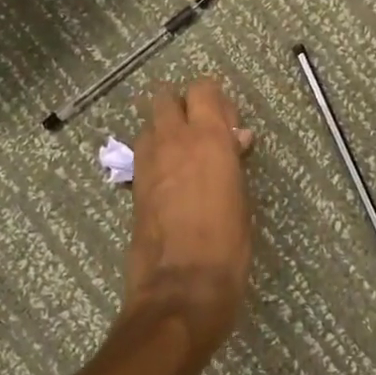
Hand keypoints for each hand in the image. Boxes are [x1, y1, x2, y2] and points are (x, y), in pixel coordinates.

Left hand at [123, 78, 255, 346]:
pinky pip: (143, 152)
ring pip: (149, 122)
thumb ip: (233, 160)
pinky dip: (155, 154)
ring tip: (184, 156)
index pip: (204, 88)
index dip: (215, 100)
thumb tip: (235, 139)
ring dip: (165, 128)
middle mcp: (173, 139)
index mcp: (208, 137)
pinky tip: (171, 180)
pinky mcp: (133, 185)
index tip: (228, 124)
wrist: (181, 286)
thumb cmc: (227, 243)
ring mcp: (147, 161)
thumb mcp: (242, 196)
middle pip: (165, 95)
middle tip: (201, 131)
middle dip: (181, 104)